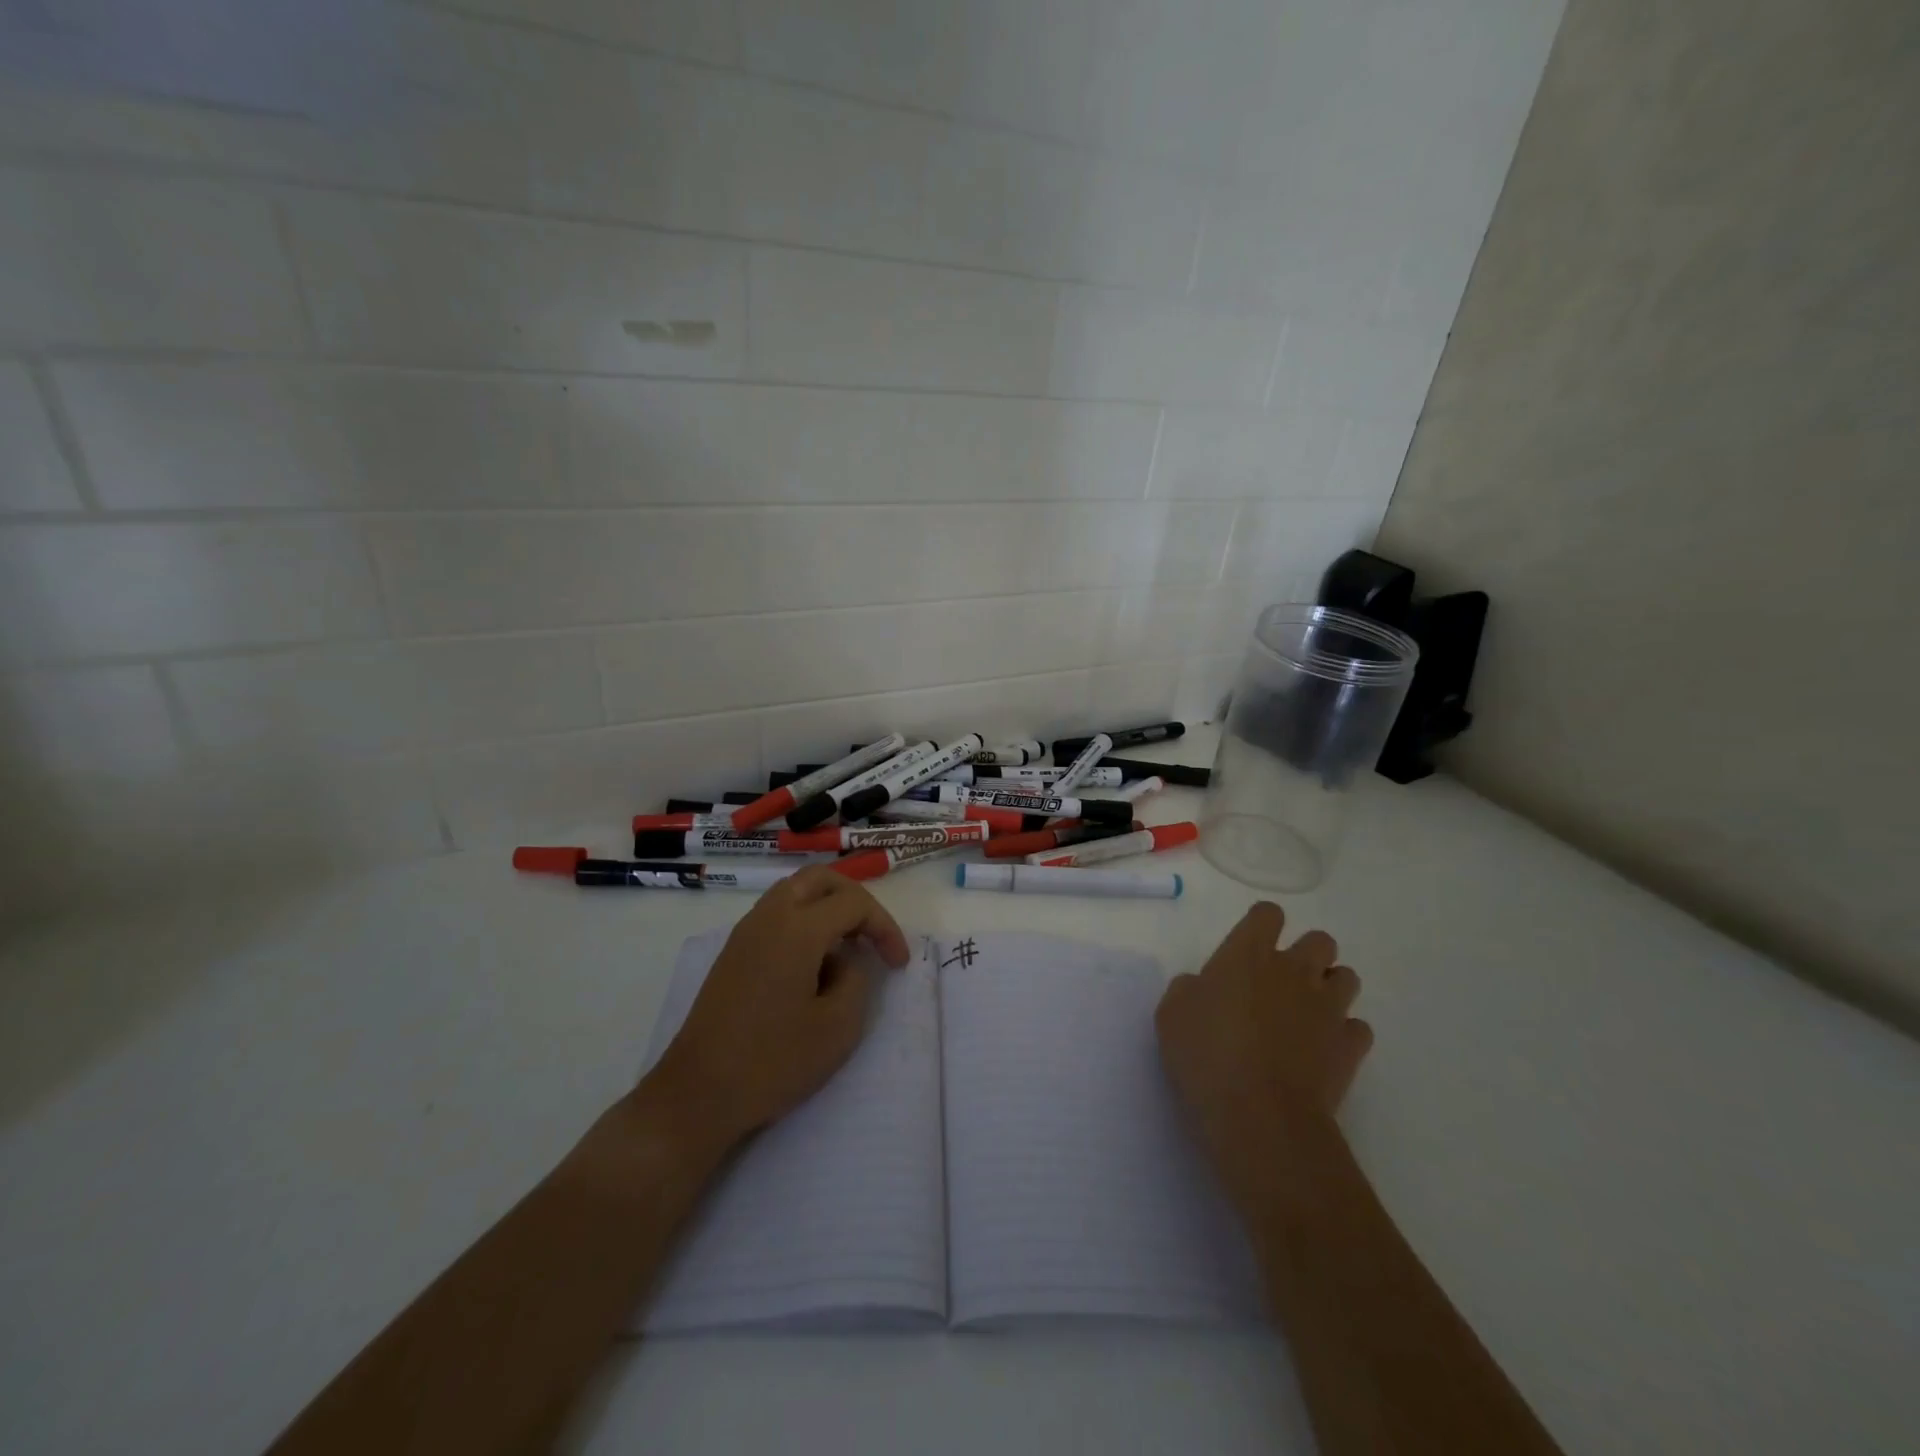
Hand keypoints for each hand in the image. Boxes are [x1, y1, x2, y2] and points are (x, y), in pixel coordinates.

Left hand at [643, 865, 910, 1152]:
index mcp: (797, 928)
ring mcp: (745, 933)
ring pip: (794, 892)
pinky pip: (776, 915)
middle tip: (873, 936)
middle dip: (855, 900)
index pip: (854, 902)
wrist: (698, 1094)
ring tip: (847, 949)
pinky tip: (814, 965)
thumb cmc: (773, 1061)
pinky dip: (804, 923)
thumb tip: (843, 962)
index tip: (897, 964)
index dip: (884, 927)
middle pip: (820, 879)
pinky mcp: (733, 953)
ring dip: (827, 908)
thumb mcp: (838, 1027)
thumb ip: (856, 980)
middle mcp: (769, 917)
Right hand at [1156, 902, 1370, 1191]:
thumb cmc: (1206, 1055)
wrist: (1259, 1116)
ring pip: (1347, 977)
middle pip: (1320, 940)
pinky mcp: (1350, 1047)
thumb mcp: (1172, 1014)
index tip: (1248, 949)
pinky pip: (1358, 1027)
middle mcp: (1294, 970)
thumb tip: (1203, 987)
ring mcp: (1328, 1008)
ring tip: (1307, 1014)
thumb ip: (1189, 989)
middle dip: (1307, 955)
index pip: (1268, 914)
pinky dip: (1344, 1034)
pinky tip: (1323, 1050)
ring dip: (1330, 989)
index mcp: (1248, 953)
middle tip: (1281, 983)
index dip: (1261, 926)